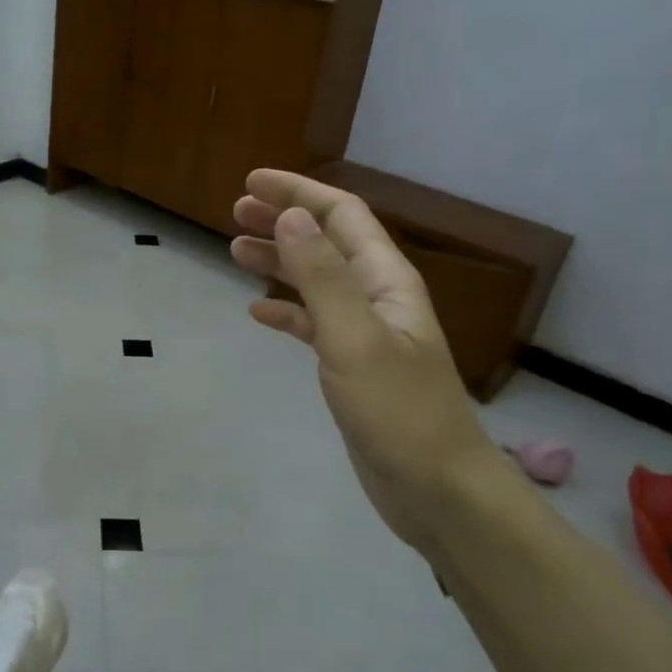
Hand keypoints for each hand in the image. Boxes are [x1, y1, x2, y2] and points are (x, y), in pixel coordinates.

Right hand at [230, 170, 505, 552]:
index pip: (342, 215)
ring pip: (316, 280)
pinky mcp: (352, 366)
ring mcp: (365, 333)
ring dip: (279, 260)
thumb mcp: (355, 338)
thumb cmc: (398, 411)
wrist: (435, 489)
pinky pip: (313, 323)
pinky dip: (285, 311)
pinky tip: (257, 312)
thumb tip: (290, 217)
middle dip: (284, 220)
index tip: (251, 182)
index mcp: (386, 280)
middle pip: (327, 241)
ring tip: (235, 250)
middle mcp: (377, 297)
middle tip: (235, 213)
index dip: (298, 192)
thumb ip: (322, 277)